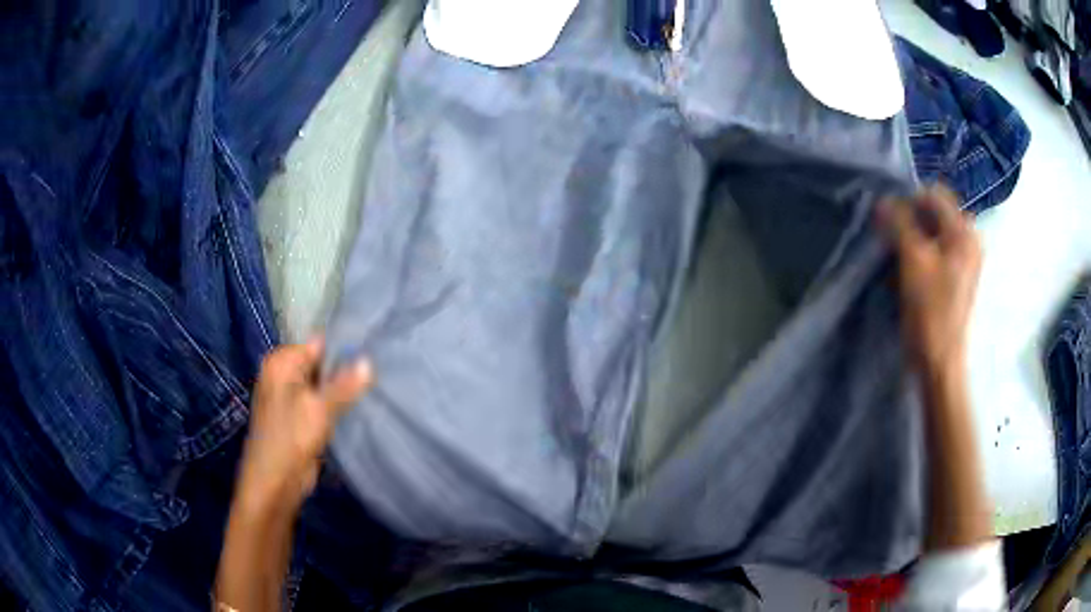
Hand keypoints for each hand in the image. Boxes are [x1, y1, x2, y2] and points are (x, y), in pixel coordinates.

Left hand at [236, 338, 372, 517]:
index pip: (318, 343)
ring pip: (324, 385)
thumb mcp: (320, 408)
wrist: (275, 482)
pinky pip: (322, 403)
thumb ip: (345, 384)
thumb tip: (369, 361)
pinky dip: (337, 406)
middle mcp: (283, 374)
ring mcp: (291, 397)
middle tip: (379, 374)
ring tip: (374, 389)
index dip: (345, 349)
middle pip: (321, 364)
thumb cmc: (291, 438)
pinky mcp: (299, 417)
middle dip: (346, 371)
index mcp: (281, 362)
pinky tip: (359, 407)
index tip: (374, 354)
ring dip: (343, 391)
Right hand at [879, 185, 982, 373]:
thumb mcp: (913, 261)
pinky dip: (921, 252)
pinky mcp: (958, 276)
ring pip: (934, 232)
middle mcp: (969, 239)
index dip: (909, 200)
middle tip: (891, 237)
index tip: (889, 218)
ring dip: (914, 237)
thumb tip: (883, 200)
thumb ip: (900, 224)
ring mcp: (965, 259)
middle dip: (910, 220)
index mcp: (964, 231)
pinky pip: (937, 250)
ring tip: (898, 255)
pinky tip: (909, 269)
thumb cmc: (930, 310)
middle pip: (935, 214)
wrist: (939, 361)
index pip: (933, 195)